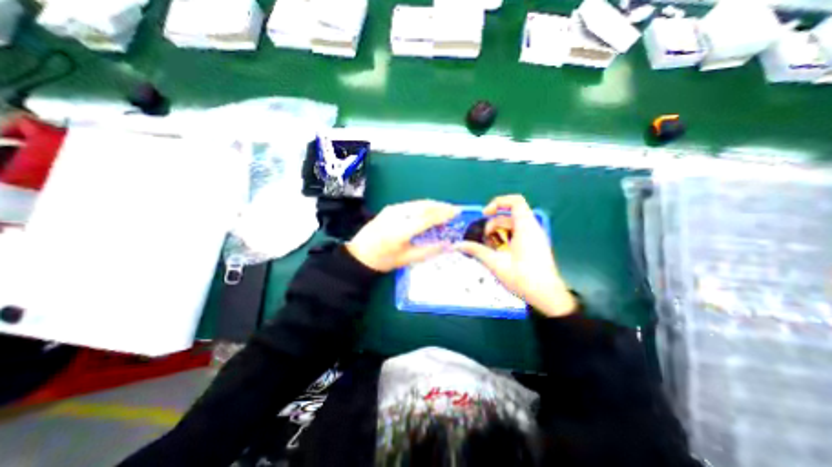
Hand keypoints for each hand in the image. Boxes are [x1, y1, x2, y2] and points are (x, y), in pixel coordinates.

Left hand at [346, 200, 461, 271]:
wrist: (358, 255)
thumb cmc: (382, 260)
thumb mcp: (406, 259)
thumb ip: (429, 251)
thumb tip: (447, 245)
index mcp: (401, 230)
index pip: (427, 218)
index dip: (444, 214)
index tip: (457, 212)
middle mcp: (397, 215)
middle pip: (424, 205)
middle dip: (441, 206)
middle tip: (453, 211)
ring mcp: (392, 209)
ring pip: (418, 203)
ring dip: (433, 206)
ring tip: (444, 212)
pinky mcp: (390, 208)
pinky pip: (411, 205)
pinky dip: (423, 207)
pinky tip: (428, 213)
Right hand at [454, 194, 579, 316]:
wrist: (547, 296)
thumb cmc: (523, 278)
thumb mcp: (496, 263)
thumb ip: (476, 251)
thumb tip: (458, 245)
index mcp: (526, 227)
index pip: (515, 201)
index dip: (498, 202)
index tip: (485, 214)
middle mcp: (532, 228)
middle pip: (509, 215)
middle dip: (493, 224)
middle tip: (484, 239)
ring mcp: (535, 237)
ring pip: (513, 226)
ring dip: (498, 233)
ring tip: (489, 247)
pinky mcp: (535, 246)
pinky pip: (518, 234)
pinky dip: (505, 238)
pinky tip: (499, 252)